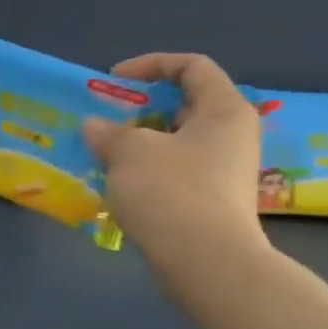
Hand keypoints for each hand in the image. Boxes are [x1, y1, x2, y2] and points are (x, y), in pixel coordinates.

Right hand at [82, 54, 267, 292]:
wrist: (206, 263)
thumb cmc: (171, 192)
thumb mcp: (129, 153)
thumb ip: (109, 132)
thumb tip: (95, 127)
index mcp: (223, 110)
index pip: (191, 66)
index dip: (150, 65)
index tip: (113, 82)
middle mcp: (232, 135)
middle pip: (183, 106)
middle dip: (140, 110)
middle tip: (105, 120)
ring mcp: (225, 172)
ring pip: (177, 143)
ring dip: (139, 145)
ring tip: (104, 155)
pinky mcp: (213, 202)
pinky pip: (176, 173)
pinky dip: (147, 173)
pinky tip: (119, 187)